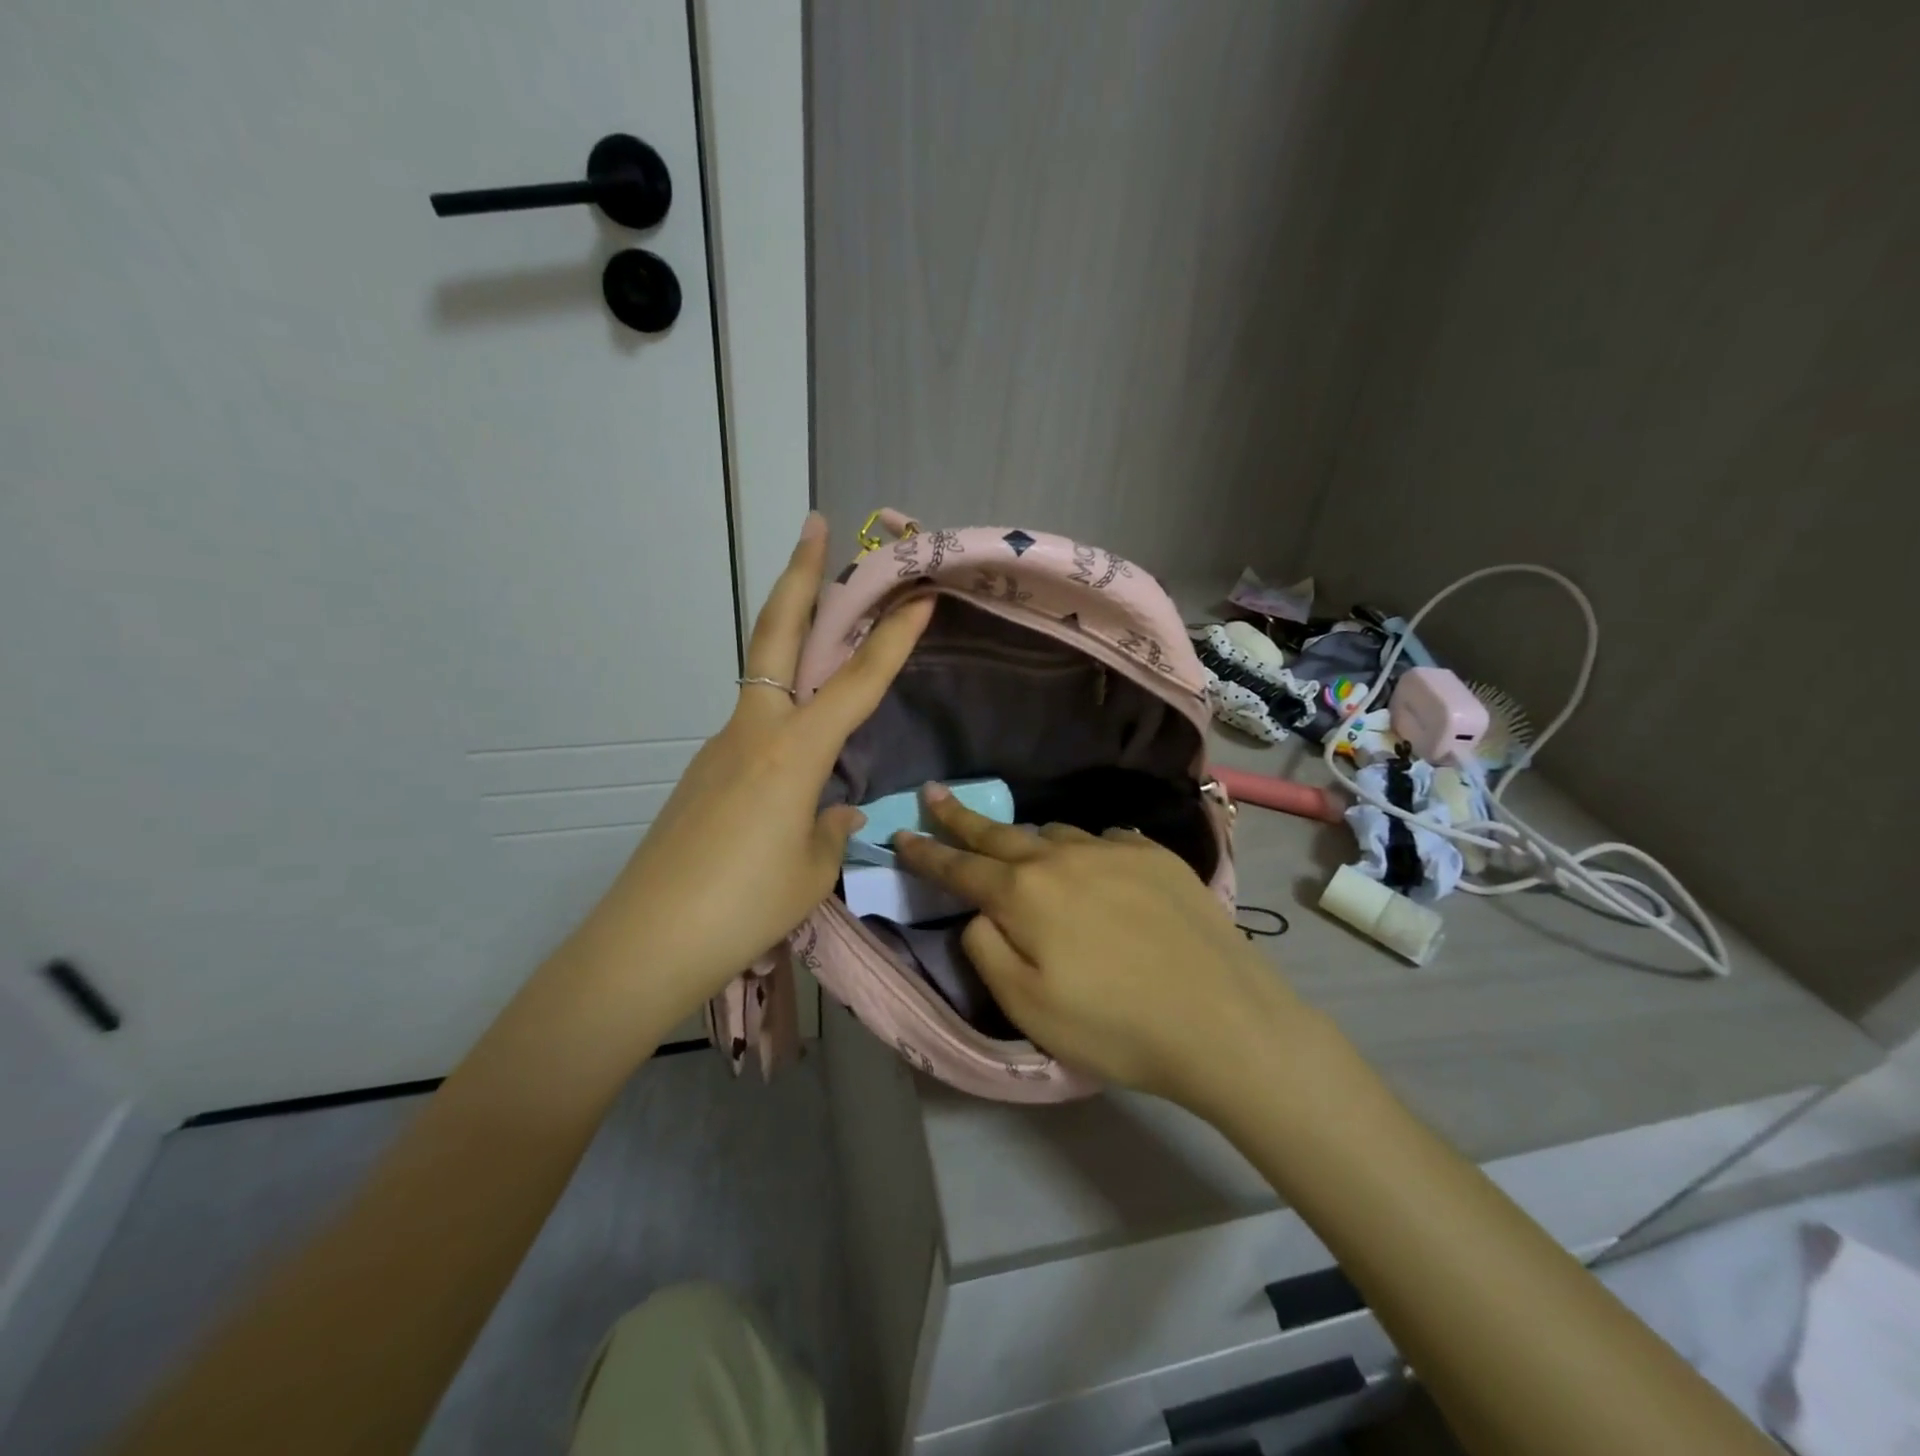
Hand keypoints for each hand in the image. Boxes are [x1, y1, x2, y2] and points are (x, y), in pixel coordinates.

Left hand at [574, 514, 931, 1023]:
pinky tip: (793, 763)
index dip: (891, 639)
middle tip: (813, 525)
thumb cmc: (746, 907)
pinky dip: (781, 719)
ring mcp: (720, 747)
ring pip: (762, 679)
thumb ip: (829, 829)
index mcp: (794, 752)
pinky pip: (752, 730)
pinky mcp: (702, 774)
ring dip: (788, 642)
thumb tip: (834, 811)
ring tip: (821, 628)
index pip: (856, 682)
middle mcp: (754, 731)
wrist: (648, 940)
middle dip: (800, 576)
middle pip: (776, 635)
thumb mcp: (812, 869)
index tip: (919, 596)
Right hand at [894, 787, 1316, 1112]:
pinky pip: (1104, 840)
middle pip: (999, 833)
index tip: (901, 834)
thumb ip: (987, 950)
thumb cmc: (1115, 1026)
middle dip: (960, 816)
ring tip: (1020, 849)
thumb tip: (980, 913)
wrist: (1223, 1020)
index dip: (926, 853)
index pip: (959, 868)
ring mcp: (1113, 849)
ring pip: (1053, 834)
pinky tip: (1094, 867)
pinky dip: (1085, 851)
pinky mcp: (1155, 855)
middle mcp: (1062, 858)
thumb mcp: (1028, 1007)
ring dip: (1027, 841)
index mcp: (1024, 895)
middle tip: (934, 793)